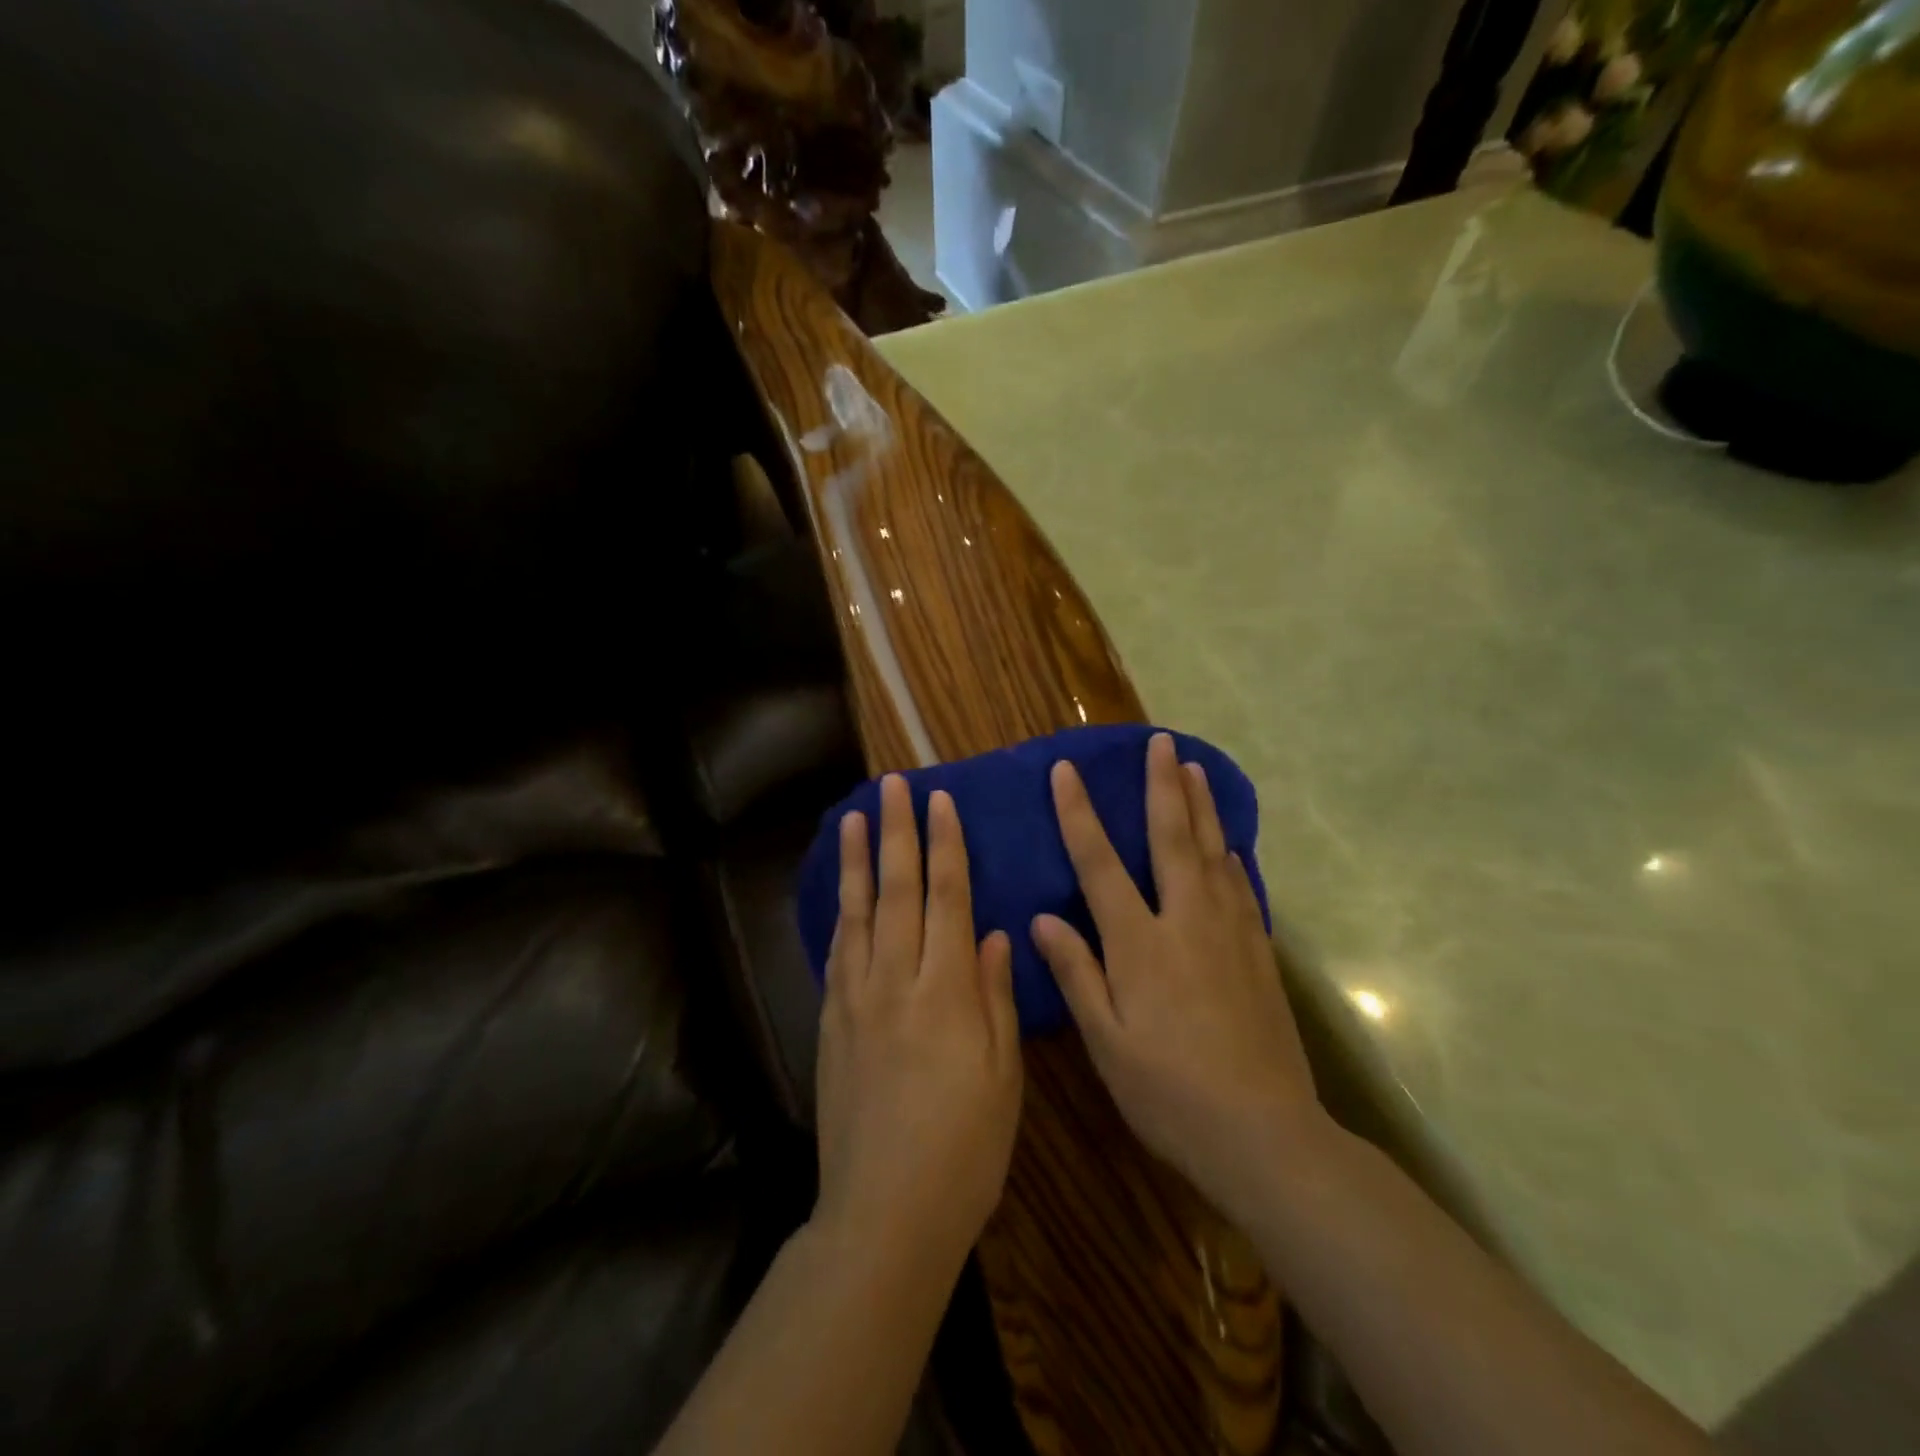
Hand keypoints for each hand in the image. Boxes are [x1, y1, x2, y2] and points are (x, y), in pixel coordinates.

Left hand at [815, 775, 1022, 1269]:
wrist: (884, 1212)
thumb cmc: (965, 1150)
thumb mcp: (1003, 1077)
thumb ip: (996, 999)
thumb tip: (994, 936)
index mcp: (947, 992)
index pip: (947, 898)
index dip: (945, 846)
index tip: (941, 802)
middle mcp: (896, 981)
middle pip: (898, 891)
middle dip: (898, 833)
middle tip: (893, 787)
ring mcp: (856, 1000)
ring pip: (858, 912)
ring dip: (859, 861)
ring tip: (855, 818)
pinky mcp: (831, 1022)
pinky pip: (837, 952)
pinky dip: (841, 913)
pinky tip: (843, 893)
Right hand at [1032, 733, 1321, 1223]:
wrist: (1265, 1135)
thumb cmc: (1170, 1093)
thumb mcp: (1107, 1043)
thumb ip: (1076, 974)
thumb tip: (1041, 919)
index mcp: (1140, 943)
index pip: (1100, 863)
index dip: (1079, 814)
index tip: (1066, 771)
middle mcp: (1186, 922)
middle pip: (1171, 839)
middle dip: (1161, 786)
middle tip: (1159, 742)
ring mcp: (1230, 933)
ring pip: (1213, 853)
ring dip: (1201, 807)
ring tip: (1193, 768)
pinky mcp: (1259, 953)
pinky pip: (1242, 888)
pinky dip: (1231, 856)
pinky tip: (1229, 845)